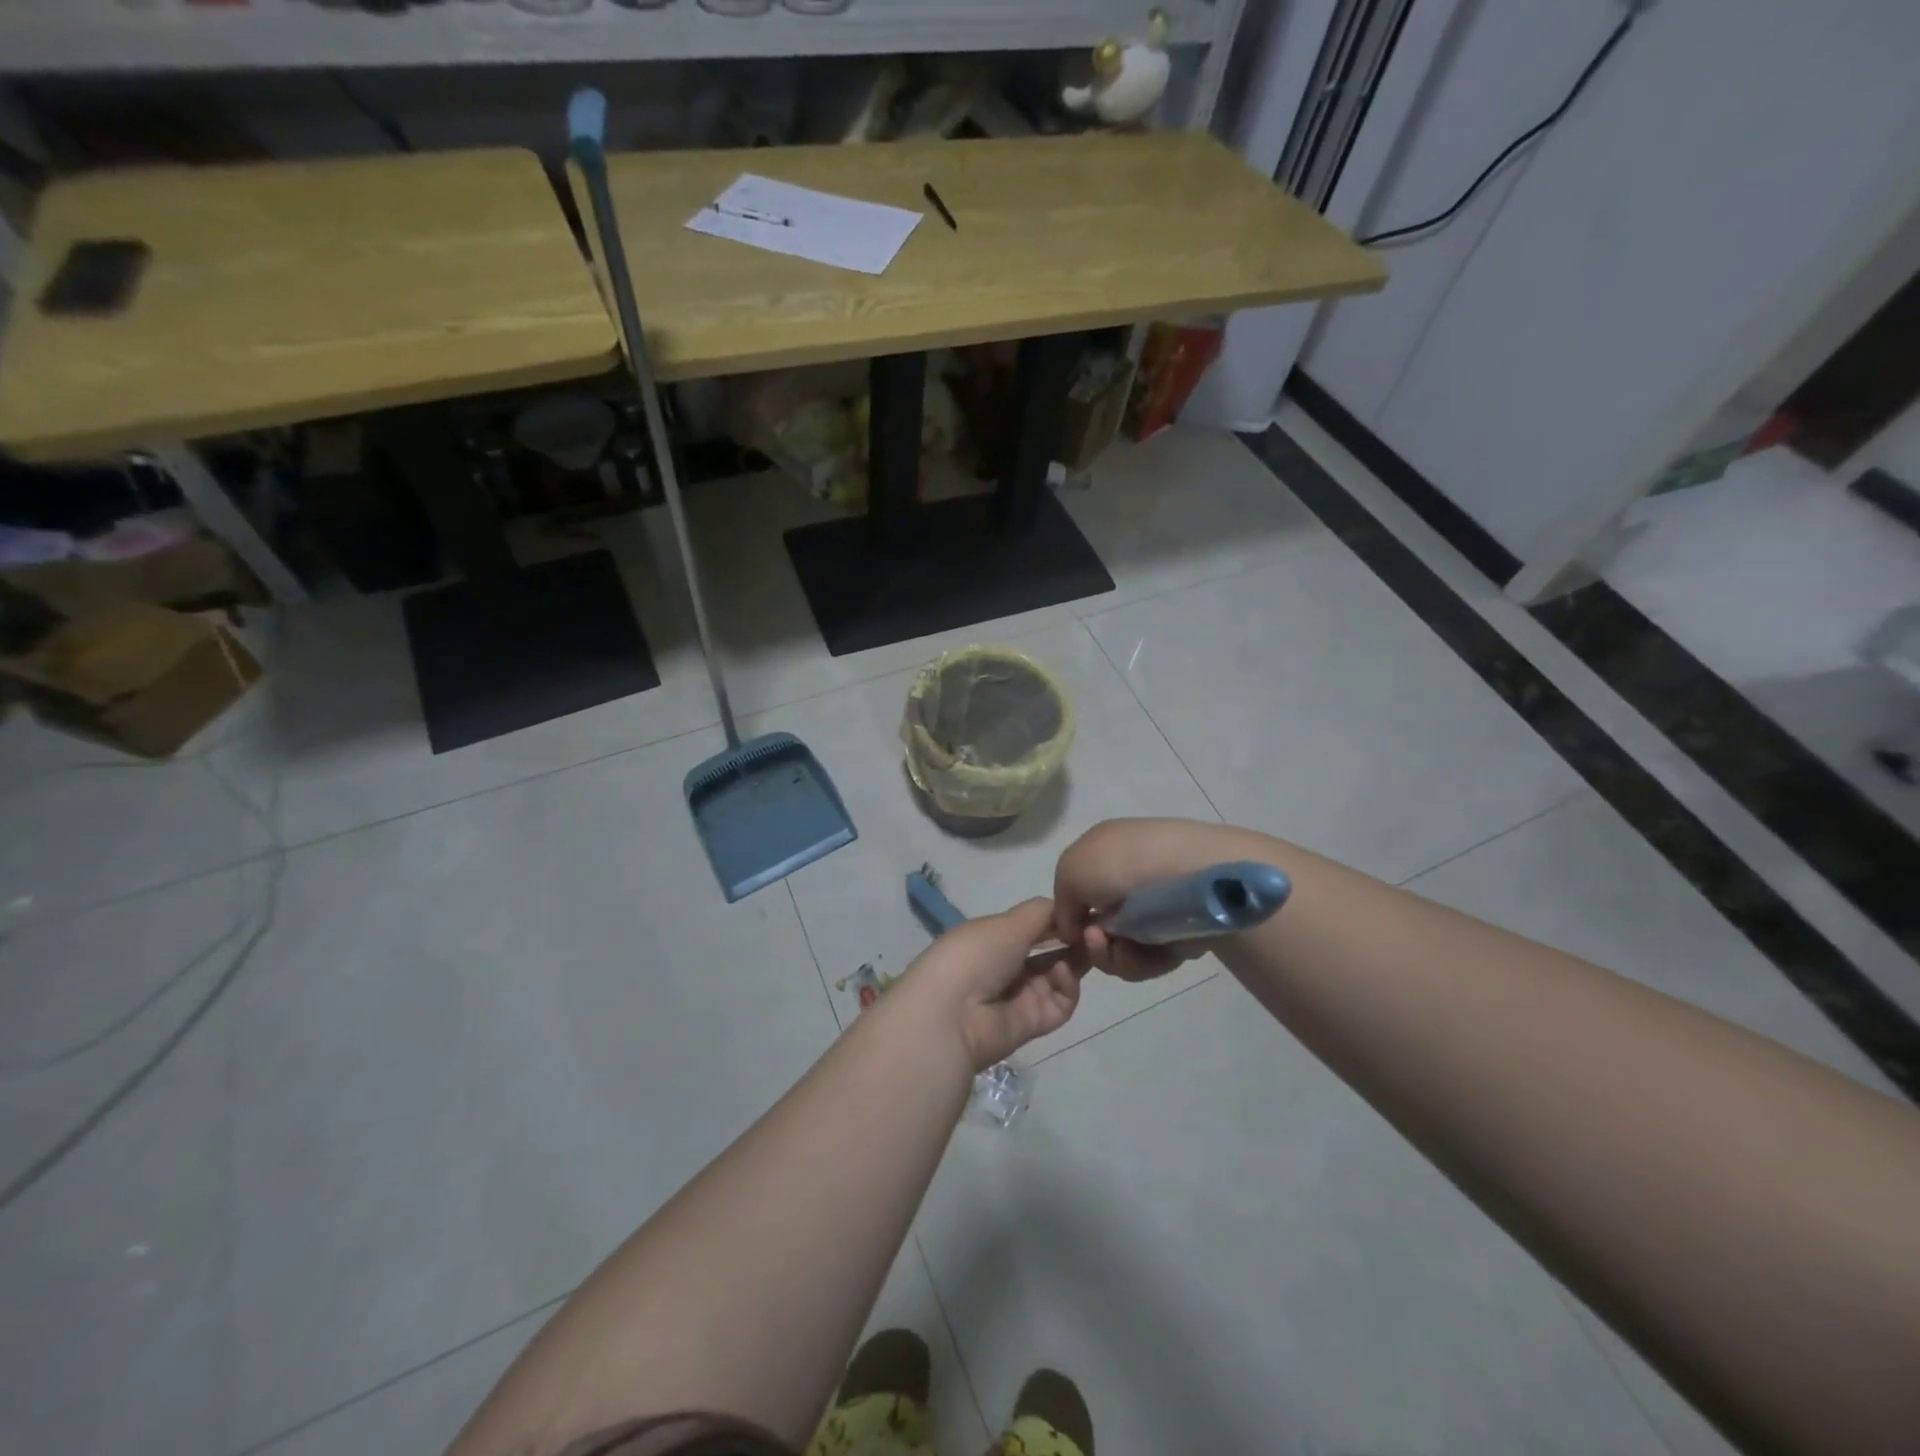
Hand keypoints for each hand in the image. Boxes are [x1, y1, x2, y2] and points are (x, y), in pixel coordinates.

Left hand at [903, 898, 1082, 1071]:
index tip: (1083, 910)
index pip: (1033, 926)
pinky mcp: (1033, 1023)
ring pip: (1060, 975)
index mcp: (994, 937)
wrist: (953, 1013)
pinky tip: (1063, 972)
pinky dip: (1067, 986)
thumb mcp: (1007, 923)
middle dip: (1073, 939)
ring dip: (1075, 959)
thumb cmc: (976, 954)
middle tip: (1095, 931)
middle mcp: (1007, 965)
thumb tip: (1065, 909)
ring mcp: (1020, 996)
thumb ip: (1042, 913)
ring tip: (1087, 946)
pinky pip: (1060, 1002)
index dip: (1059, 919)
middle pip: (1050, 951)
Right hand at [1053, 818, 1254, 982]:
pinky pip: (1148, 959)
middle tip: (1095, 940)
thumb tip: (1076, 928)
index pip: (1077, 888)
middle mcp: (1129, 876)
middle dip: (1091, 941)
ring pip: (1119, 947)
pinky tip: (1145, 952)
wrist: (1191, 876)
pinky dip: (1141, 961)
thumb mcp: (1071, 869)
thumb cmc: (1123, 864)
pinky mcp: (1179, 933)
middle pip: (1097, 925)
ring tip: (1118, 948)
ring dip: (1110, 955)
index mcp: (1104, 850)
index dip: (1068, 913)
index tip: (1068, 930)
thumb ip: (1061, 900)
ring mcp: (1156, 906)